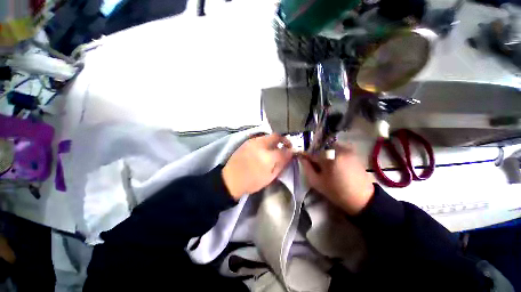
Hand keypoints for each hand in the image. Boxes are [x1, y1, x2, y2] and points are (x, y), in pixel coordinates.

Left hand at [223, 134, 292, 199]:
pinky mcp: (247, 142)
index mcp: (267, 157)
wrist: (230, 179)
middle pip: (276, 136)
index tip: (293, 152)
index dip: (290, 151)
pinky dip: (267, 142)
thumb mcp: (270, 177)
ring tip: (276, 148)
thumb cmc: (252, 181)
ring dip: (275, 140)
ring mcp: (252, 141)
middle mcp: (260, 145)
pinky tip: (265, 149)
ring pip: (268, 136)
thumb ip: (281, 165)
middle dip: (284, 140)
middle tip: (287, 146)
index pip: (283, 150)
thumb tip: (290, 155)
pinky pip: (261, 138)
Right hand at [299, 143, 374, 215]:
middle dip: (317, 156)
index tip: (304, 160)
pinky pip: (338, 149)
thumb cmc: (336, 192)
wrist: (362, 198)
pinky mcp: (353, 152)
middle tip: (318, 166)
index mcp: (329, 157)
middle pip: (320, 149)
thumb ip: (307, 168)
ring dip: (325, 154)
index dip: (306, 157)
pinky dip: (333, 154)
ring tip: (327, 166)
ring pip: (329, 148)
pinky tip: (336, 164)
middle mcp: (338, 149)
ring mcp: (347, 150)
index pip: (312, 153)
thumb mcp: (317, 182)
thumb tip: (302, 158)